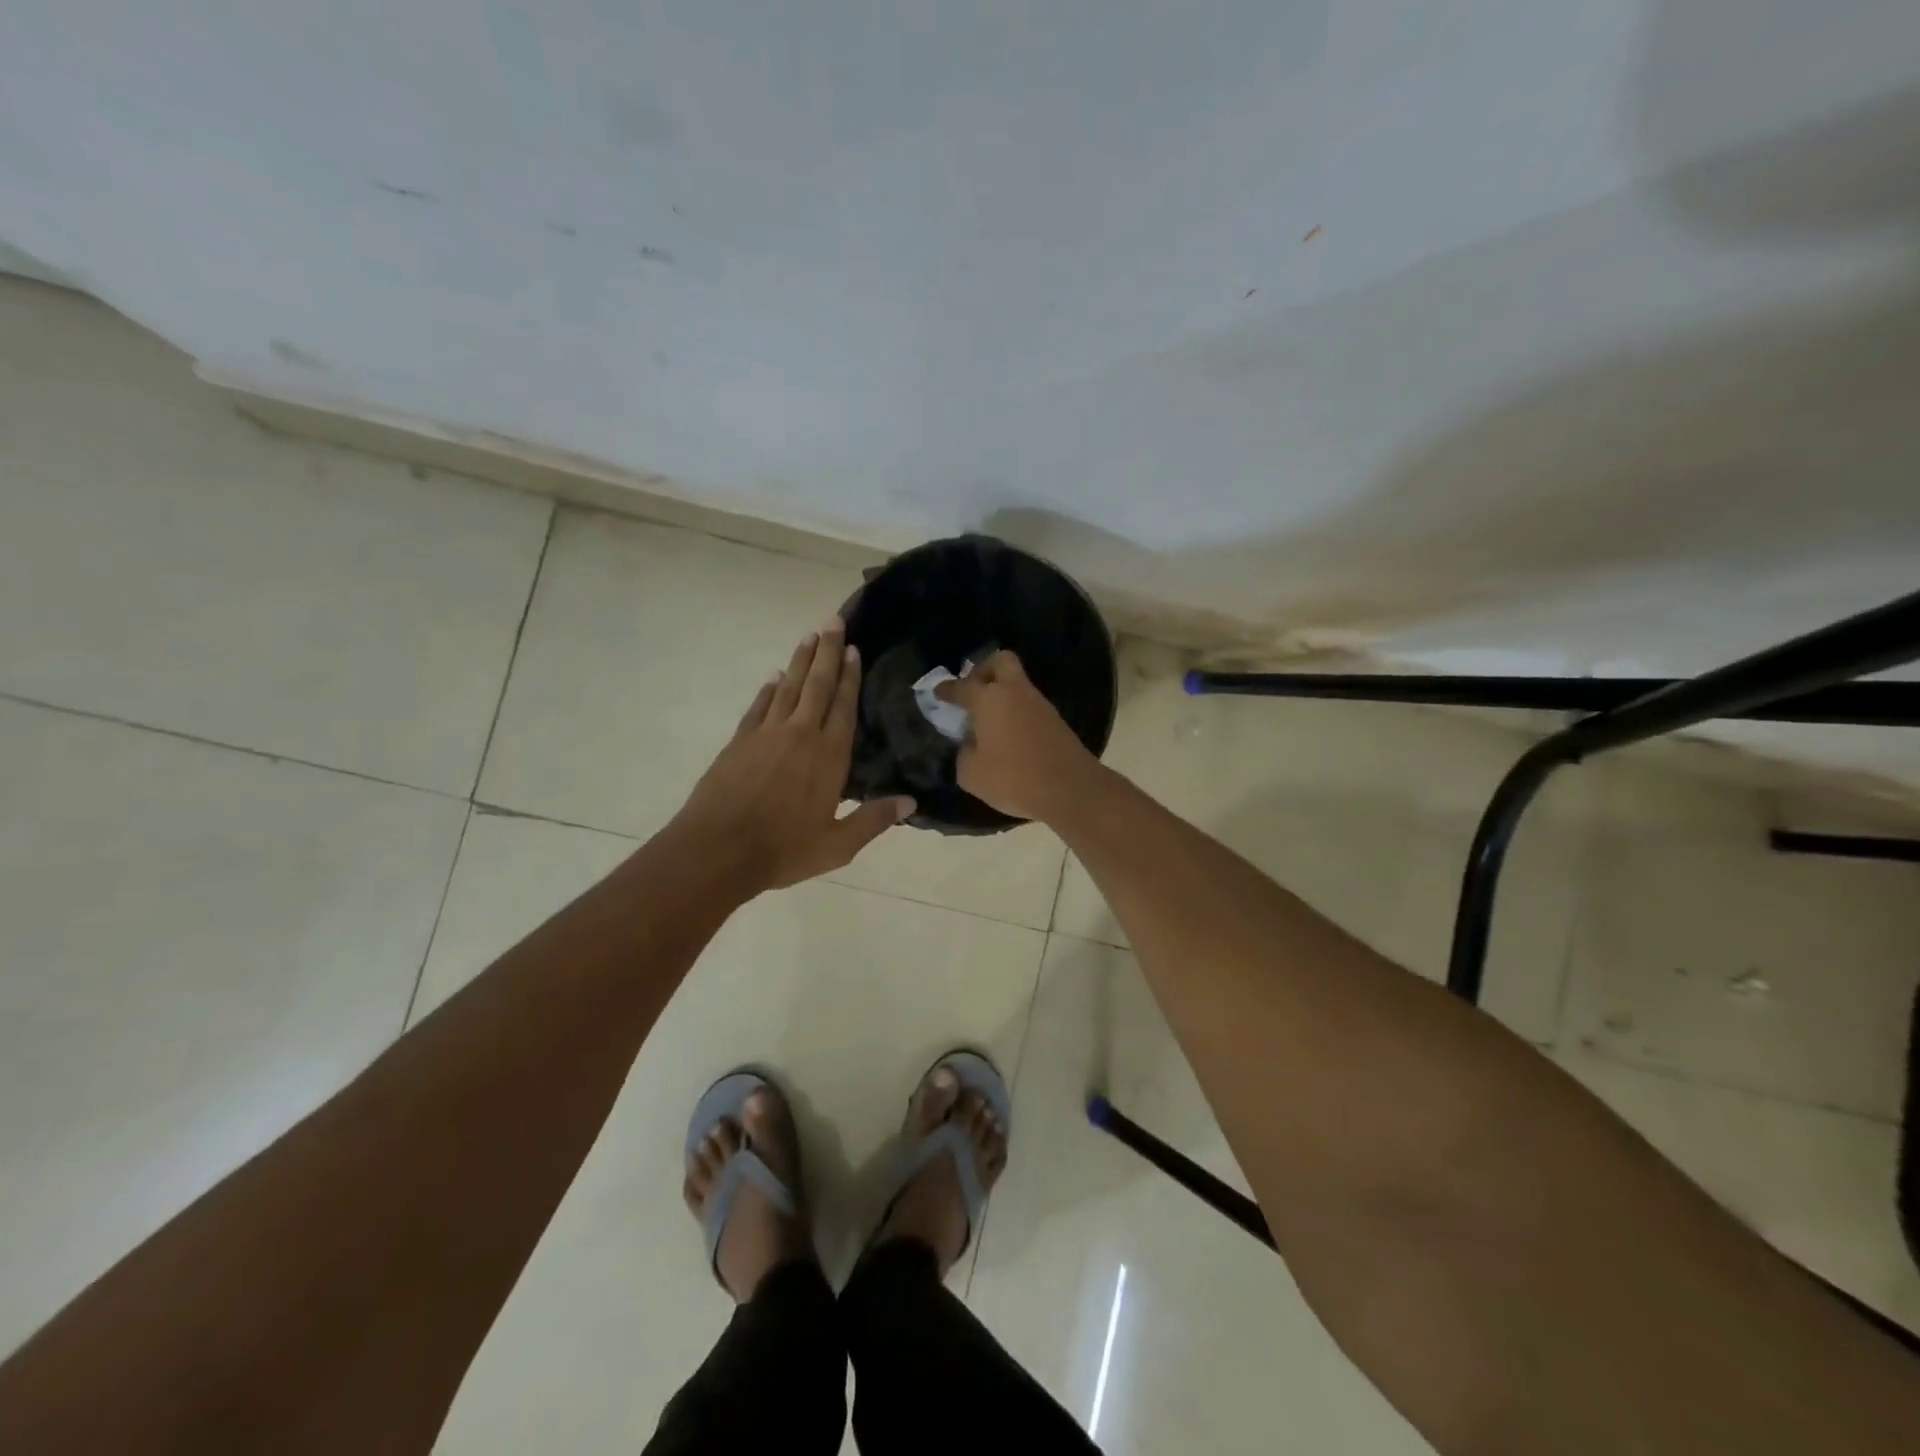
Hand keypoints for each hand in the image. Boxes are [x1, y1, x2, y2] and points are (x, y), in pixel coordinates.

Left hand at [676, 618, 913, 891]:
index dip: (849, 677)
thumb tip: (910, 802)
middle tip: (833, 621)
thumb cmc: (783, 850)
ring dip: (800, 661)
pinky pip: (759, 706)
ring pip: (788, 688)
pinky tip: (774, 677)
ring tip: (809, 636)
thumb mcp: (837, 845)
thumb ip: (873, 820)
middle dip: (827, 652)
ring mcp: (766, 734)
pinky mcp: (739, 742)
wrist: (717, 850)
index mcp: (828, 757)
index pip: (843, 707)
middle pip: (817, 685)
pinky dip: (768, 689)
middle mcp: (800, 735)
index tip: (854, 649)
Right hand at [934, 651, 1099, 822]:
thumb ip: (964, 752)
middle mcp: (1014, 692)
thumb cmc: (1013, 778)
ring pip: (1017, 683)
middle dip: (983, 670)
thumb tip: (970, 743)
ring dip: (1001, 693)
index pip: (962, 686)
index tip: (938, 692)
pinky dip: (1015, 710)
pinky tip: (1007, 733)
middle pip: (1000, 661)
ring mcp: (1038, 703)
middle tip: (972, 691)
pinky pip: (1028, 704)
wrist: (1069, 789)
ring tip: (987, 719)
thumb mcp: (971, 773)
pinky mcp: (1054, 719)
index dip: (947, 689)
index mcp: (989, 699)